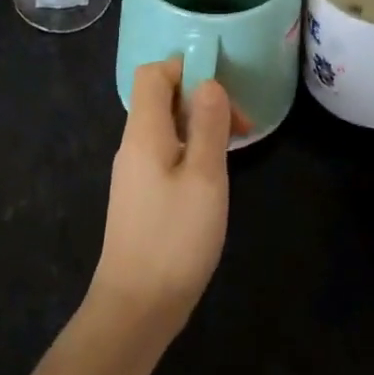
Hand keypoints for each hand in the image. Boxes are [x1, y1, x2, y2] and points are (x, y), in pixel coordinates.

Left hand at [91, 58, 245, 324]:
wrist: (137, 305)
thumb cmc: (175, 238)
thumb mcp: (204, 177)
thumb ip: (207, 125)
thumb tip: (209, 84)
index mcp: (143, 133)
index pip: (153, 74)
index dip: (186, 69)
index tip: (223, 93)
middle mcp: (133, 146)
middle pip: (161, 99)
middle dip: (202, 101)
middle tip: (240, 129)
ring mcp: (134, 173)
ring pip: (166, 129)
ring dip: (200, 129)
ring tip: (232, 153)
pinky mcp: (140, 197)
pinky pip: (165, 155)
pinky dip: (190, 153)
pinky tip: (212, 180)